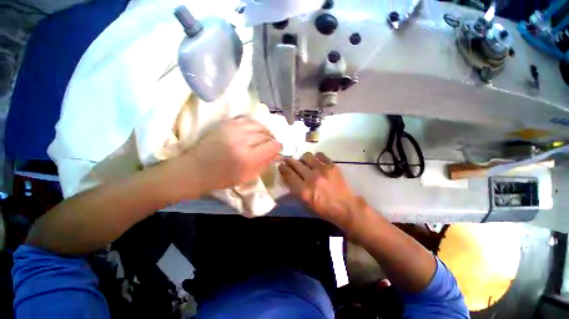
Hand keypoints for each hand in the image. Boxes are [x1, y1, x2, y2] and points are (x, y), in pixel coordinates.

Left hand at [182, 117, 281, 191]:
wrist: (196, 169)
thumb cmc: (222, 178)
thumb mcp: (247, 177)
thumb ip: (264, 165)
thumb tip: (276, 155)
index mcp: (249, 157)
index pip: (272, 146)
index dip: (278, 147)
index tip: (278, 149)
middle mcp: (243, 141)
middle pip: (266, 134)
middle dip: (272, 139)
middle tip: (271, 144)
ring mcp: (233, 130)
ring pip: (258, 125)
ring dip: (265, 131)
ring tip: (264, 136)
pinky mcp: (226, 124)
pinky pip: (247, 120)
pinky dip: (254, 124)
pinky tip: (254, 130)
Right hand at [278, 152, 361, 227]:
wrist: (345, 207)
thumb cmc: (323, 208)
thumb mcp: (306, 202)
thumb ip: (295, 189)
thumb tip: (288, 175)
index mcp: (304, 191)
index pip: (289, 174)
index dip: (283, 168)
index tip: (281, 164)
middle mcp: (311, 178)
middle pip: (296, 164)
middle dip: (289, 160)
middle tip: (288, 160)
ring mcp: (322, 170)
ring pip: (307, 156)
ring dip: (303, 158)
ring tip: (304, 161)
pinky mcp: (332, 166)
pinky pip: (320, 155)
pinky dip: (316, 157)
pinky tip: (316, 161)